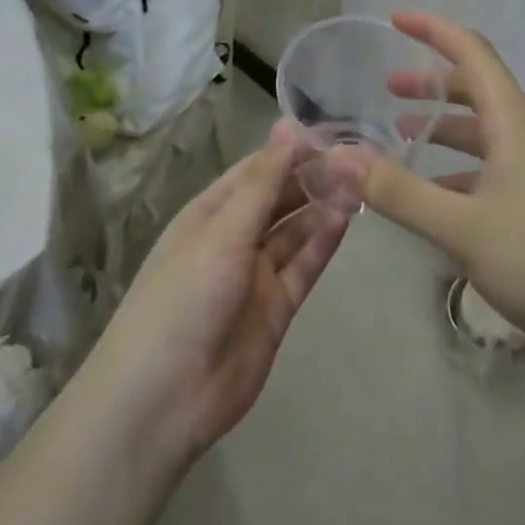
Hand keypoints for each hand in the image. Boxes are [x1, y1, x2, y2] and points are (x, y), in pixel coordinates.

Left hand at [86, 121, 350, 470]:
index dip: (290, 150)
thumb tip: (289, 124)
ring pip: (295, 230)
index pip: (257, 170)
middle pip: (279, 198)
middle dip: (312, 177)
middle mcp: (234, 236)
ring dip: (322, 206)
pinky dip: (323, 242)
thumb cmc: (184, 297)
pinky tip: (346, 217)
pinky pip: (303, 265)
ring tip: (360, 181)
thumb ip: (263, 182)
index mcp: (210, 212)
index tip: (331, 132)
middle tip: (356, 157)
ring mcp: (256, 273)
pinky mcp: (276, 307)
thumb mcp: (223, 231)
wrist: (164, 399)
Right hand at [330, 11, 524, 367]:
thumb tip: (336, 156)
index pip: (473, 53)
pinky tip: (444, 201)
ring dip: (447, 131)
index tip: (395, 19)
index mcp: (516, 124)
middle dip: (432, 85)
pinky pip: (502, 170)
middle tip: (389, 92)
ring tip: (406, 142)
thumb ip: (398, 192)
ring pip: (490, 135)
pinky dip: (466, 171)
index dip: (433, 30)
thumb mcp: (462, 228)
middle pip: (480, 91)